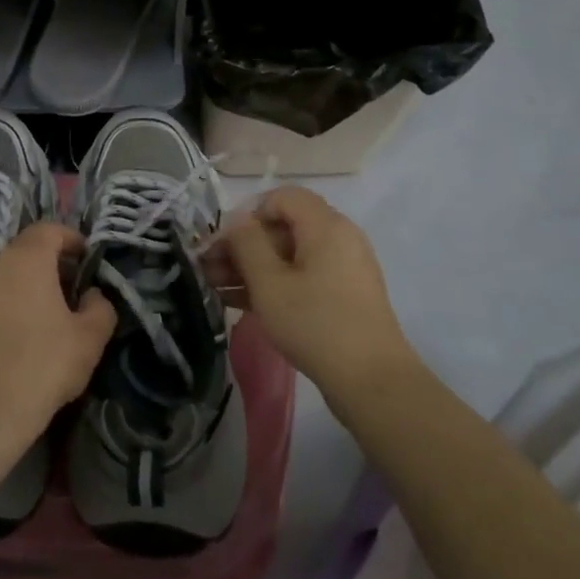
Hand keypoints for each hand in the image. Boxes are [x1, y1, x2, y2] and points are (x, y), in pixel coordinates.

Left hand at [0, 222, 116, 456]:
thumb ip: (100, 308)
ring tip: (44, 322)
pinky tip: (15, 343)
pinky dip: (4, 311)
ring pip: (3, 280)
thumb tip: (91, 295)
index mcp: (26, 261)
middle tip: (70, 295)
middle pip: (24, 254)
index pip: (47, 230)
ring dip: (25, 291)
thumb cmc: (42, 366)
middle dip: (49, 267)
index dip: (70, 238)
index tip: (86, 259)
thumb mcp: (89, 339)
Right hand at [211, 186, 422, 407]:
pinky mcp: (342, 296)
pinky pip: (301, 277)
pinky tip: (238, 301)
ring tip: (214, 287)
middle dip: (243, 245)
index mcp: (326, 226)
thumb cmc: (315, 323)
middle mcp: (338, 239)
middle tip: (208, 268)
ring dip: (251, 267)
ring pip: (288, 256)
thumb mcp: (269, 282)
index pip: (282, 197)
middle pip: (283, 227)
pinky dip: (272, 284)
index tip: (223, 242)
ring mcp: (342, 269)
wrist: (371, 381)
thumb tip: (237, 223)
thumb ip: (247, 244)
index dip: (248, 213)